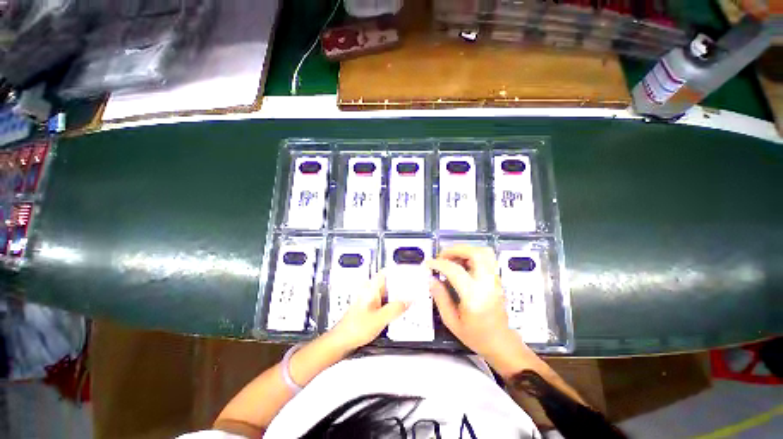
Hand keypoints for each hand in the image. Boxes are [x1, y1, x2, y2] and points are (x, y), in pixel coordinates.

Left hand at [328, 272, 407, 350]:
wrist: (342, 341)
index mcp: (371, 288)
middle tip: (412, 290)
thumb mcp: (379, 319)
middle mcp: (369, 291)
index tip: (408, 274)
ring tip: (407, 301)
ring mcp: (369, 298)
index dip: (398, 272)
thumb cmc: (354, 328)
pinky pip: (384, 301)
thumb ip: (395, 309)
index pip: (386, 272)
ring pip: (387, 293)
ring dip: (396, 296)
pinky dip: (391, 304)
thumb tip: (407, 301)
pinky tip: (398, 311)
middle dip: (400, 286)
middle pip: (388, 283)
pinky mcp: (370, 307)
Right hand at [427, 246, 528, 363]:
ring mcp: (495, 280)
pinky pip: (486, 258)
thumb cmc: (475, 336)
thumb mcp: (451, 321)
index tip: (428, 264)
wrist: (501, 343)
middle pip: (475, 253)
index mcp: (474, 296)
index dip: (439, 264)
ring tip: (452, 259)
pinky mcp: (497, 279)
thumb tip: (431, 279)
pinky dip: (472, 255)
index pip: (455, 271)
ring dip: (465, 250)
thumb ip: (440, 298)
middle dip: (455, 250)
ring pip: (484, 252)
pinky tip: (461, 265)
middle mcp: (487, 284)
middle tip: (442, 256)